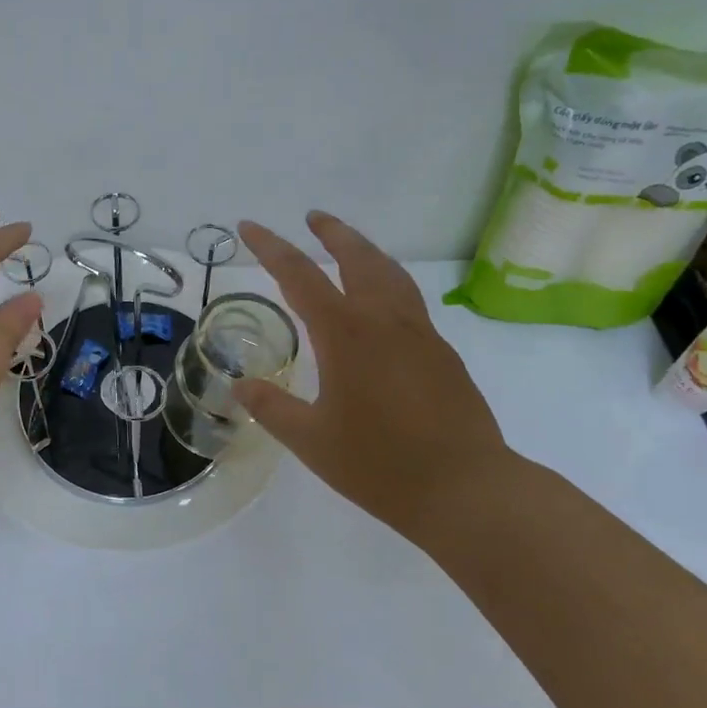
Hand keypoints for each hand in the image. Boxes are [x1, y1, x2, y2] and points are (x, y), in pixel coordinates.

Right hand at [235, 212, 511, 534]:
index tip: (249, 226)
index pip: (299, 275)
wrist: (467, 490)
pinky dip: (388, 282)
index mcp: (346, 333)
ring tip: (349, 245)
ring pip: (391, 273)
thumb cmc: (380, 465)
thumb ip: (272, 408)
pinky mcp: (443, 353)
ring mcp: (420, 333)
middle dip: (332, 233)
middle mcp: (384, 320)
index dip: (270, 248)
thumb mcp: (311, 440)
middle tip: (312, 217)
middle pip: (357, 258)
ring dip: (365, 251)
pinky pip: (410, 299)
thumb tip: (239, 387)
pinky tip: (382, 304)